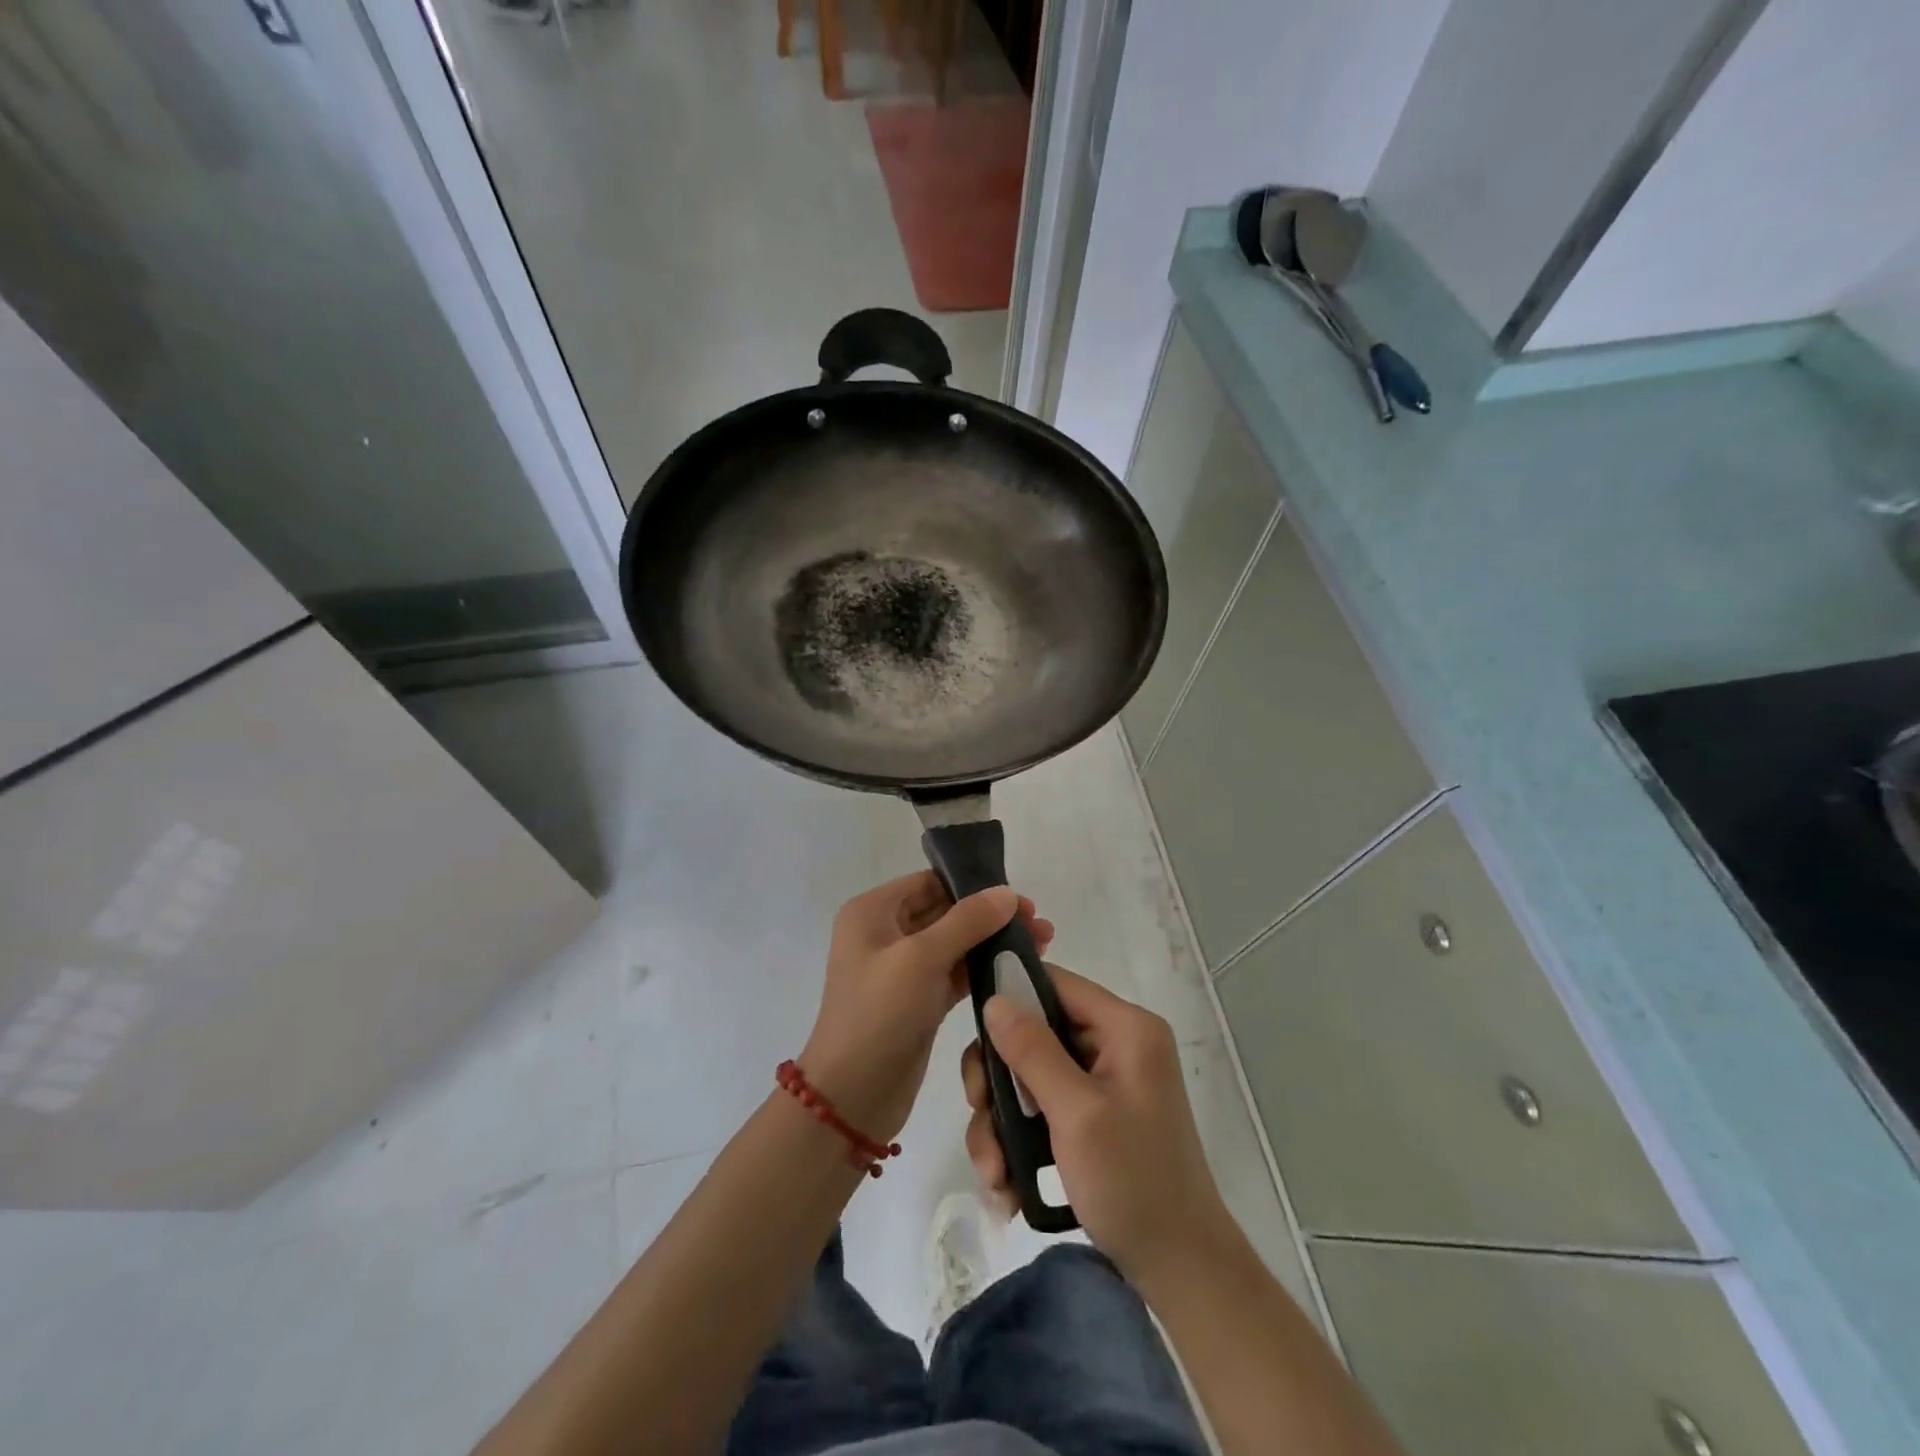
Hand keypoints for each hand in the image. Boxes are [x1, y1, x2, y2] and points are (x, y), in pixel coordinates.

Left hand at [802, 872, 1053, 1144]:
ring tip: (1041, 943)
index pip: (929, 883)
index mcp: (872, 912)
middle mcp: (885, 934)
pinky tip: (1019, 969)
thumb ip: (967, 921)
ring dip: (993, 941)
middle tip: (1038, 923)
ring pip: (956, 943)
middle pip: (946, 911)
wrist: (852, 1098)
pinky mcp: (920, 1001)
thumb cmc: (878, 1015)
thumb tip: (1007, 893)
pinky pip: (956, 974)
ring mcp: (902, 970)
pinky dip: (985, 969)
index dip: (973, 885)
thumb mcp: (920, 959)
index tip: (1019, 898)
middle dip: (991, 915)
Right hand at [962, 968, 1231, 1280]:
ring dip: (1003, 1123)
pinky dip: (1020, 1142)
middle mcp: (1116, 1045)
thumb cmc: (1133, 1182)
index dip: (1011, 998)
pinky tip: (1009, 1186)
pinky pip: (1042, 1109)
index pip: (1055, 984)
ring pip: (1030, 1077)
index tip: (976, 1034)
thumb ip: (1033, 1051)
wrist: (1180, 1271)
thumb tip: (995, 999)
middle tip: (980, 1113)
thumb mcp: (1077, 1114)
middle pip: (1035, 1033)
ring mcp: (1104, 1083)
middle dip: (1000, 1080)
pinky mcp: (1092, 1117)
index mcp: (1126, 1028)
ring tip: (995, 1173)